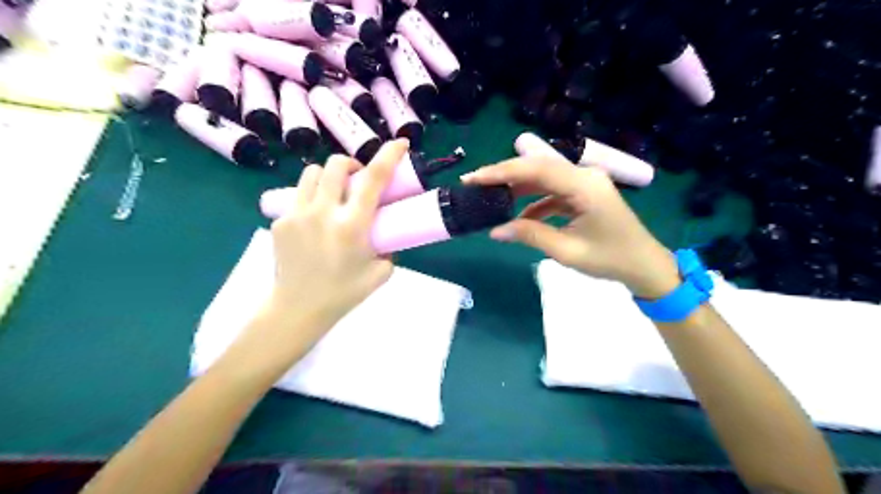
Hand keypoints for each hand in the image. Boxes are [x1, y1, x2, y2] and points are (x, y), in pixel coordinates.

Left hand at [268, 141, 409, 328]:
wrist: (298, 308)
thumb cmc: (344, 293)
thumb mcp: (381, 272)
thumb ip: (389, 248)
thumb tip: (388, 233)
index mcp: (352, 226)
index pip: (374, 180)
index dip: (388, 155)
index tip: (399, 143)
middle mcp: (324, 212)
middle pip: (336, 165)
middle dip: (351, 164)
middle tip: (358, 180)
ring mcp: (298, 214)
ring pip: (312, 173)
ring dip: (329, 177)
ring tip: (334, 194)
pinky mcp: (280, 220)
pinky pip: (298, 195)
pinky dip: (312, 197)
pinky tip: (315, 219)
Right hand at [464, 156, 674, 299]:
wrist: (645, 266)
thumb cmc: (610, 260)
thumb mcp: (566, 251)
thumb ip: (530, 235)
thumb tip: (495, 231)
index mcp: (584, 185)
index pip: (536, 170)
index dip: (502, 171)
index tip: (474, 178)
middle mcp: (584, 176)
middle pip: (538, 168)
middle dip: (505, 176)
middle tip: (475, 185)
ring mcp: (585, 183)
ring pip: (544, 179)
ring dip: (518, 188)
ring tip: (491, 199)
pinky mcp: (585, 194)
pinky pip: (554, 192)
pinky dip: (535, 202)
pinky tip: (520, 216)